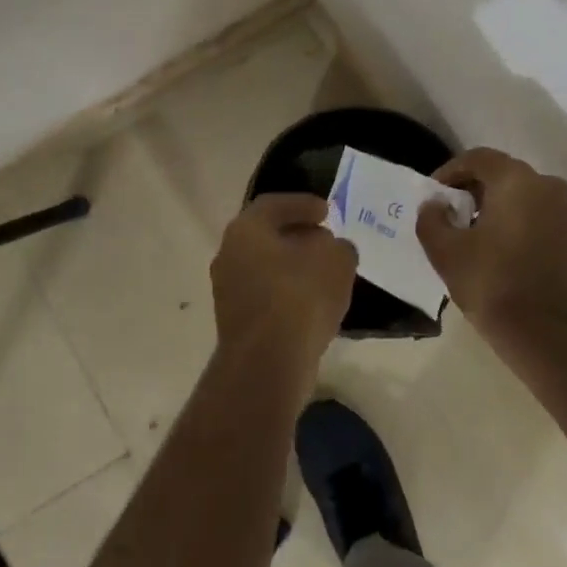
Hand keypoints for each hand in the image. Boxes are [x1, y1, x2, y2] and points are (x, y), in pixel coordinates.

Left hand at [210, 194, 357, 385]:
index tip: (326, 211)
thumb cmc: (300, 296)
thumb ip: (338, 246)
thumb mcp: (336, 260)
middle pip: (266, 236)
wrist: (268, 362)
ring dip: (293, 267)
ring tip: (325, 273)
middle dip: (298, 236)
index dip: (302, 204)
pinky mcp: (236, 323)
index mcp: (246, 229)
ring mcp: (227, 291)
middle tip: (326, 240)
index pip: (273, 205)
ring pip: (265, 268)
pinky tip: (314, 303)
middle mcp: (228, 255)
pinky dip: (288, 294)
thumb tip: (332, 249)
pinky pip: (267, 297)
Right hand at [416, 148, 566, 343]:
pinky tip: (506, 254)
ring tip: (478, 235)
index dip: (451, 171)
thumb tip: (435, 205)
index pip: (479, 158)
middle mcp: (549, 188)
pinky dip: (523, 228)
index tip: (435, 193)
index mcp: (517, 181)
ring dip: (501, 209)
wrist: (544, 334)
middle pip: (505, 176)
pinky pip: (544, 223)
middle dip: (476, 190)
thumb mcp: (444, 251)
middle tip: (453, 213)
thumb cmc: (490, 283)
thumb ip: (431, 218)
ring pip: (527, 199)